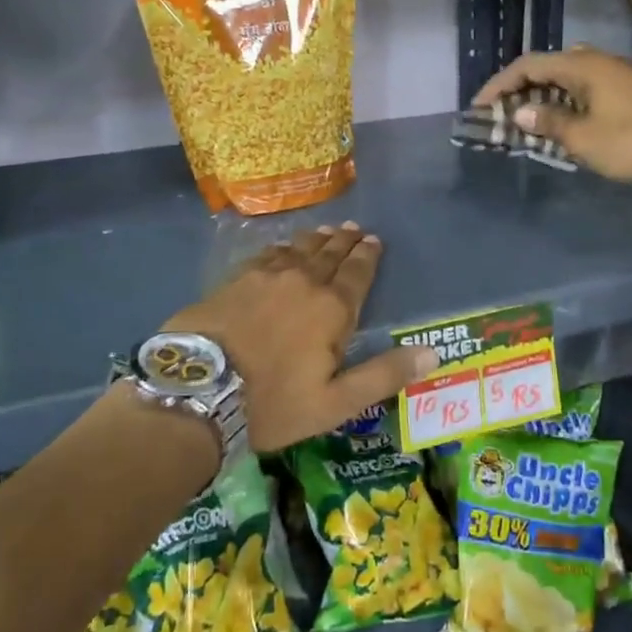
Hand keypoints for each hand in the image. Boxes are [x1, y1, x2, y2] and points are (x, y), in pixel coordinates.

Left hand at [163, 222, 438, 453]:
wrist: (198, 391)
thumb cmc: (272, 403)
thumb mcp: (336, 402)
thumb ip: (383, 375)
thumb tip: (433, 354)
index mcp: (332, 309)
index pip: (357, 273)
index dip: (368, 256)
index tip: (374, 241)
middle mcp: (302, 282)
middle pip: (329, 255)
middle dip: (344, 241)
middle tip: (354, 229)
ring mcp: (265, 277)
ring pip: (298, 250)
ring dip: (316, 240)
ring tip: (326, 231)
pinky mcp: (234, 280)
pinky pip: (266, 255)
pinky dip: (281, 248)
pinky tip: (282, 247)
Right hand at [473, 47, 631, 187]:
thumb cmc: (630, 140)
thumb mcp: (582, 137)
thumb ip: (548, 123)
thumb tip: (520, 113)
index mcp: (581, 66)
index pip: (527, 65)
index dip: (499, 84)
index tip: (479, 107)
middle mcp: (596, 62)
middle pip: (546, 69)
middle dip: (519, 90)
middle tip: (501, 114)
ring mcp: (614, 76)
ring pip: (566, 80)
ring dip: (542, 99)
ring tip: (524, 122)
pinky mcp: (627, 93)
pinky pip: (583, 91)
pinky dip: (563, 105)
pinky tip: (557, 124)